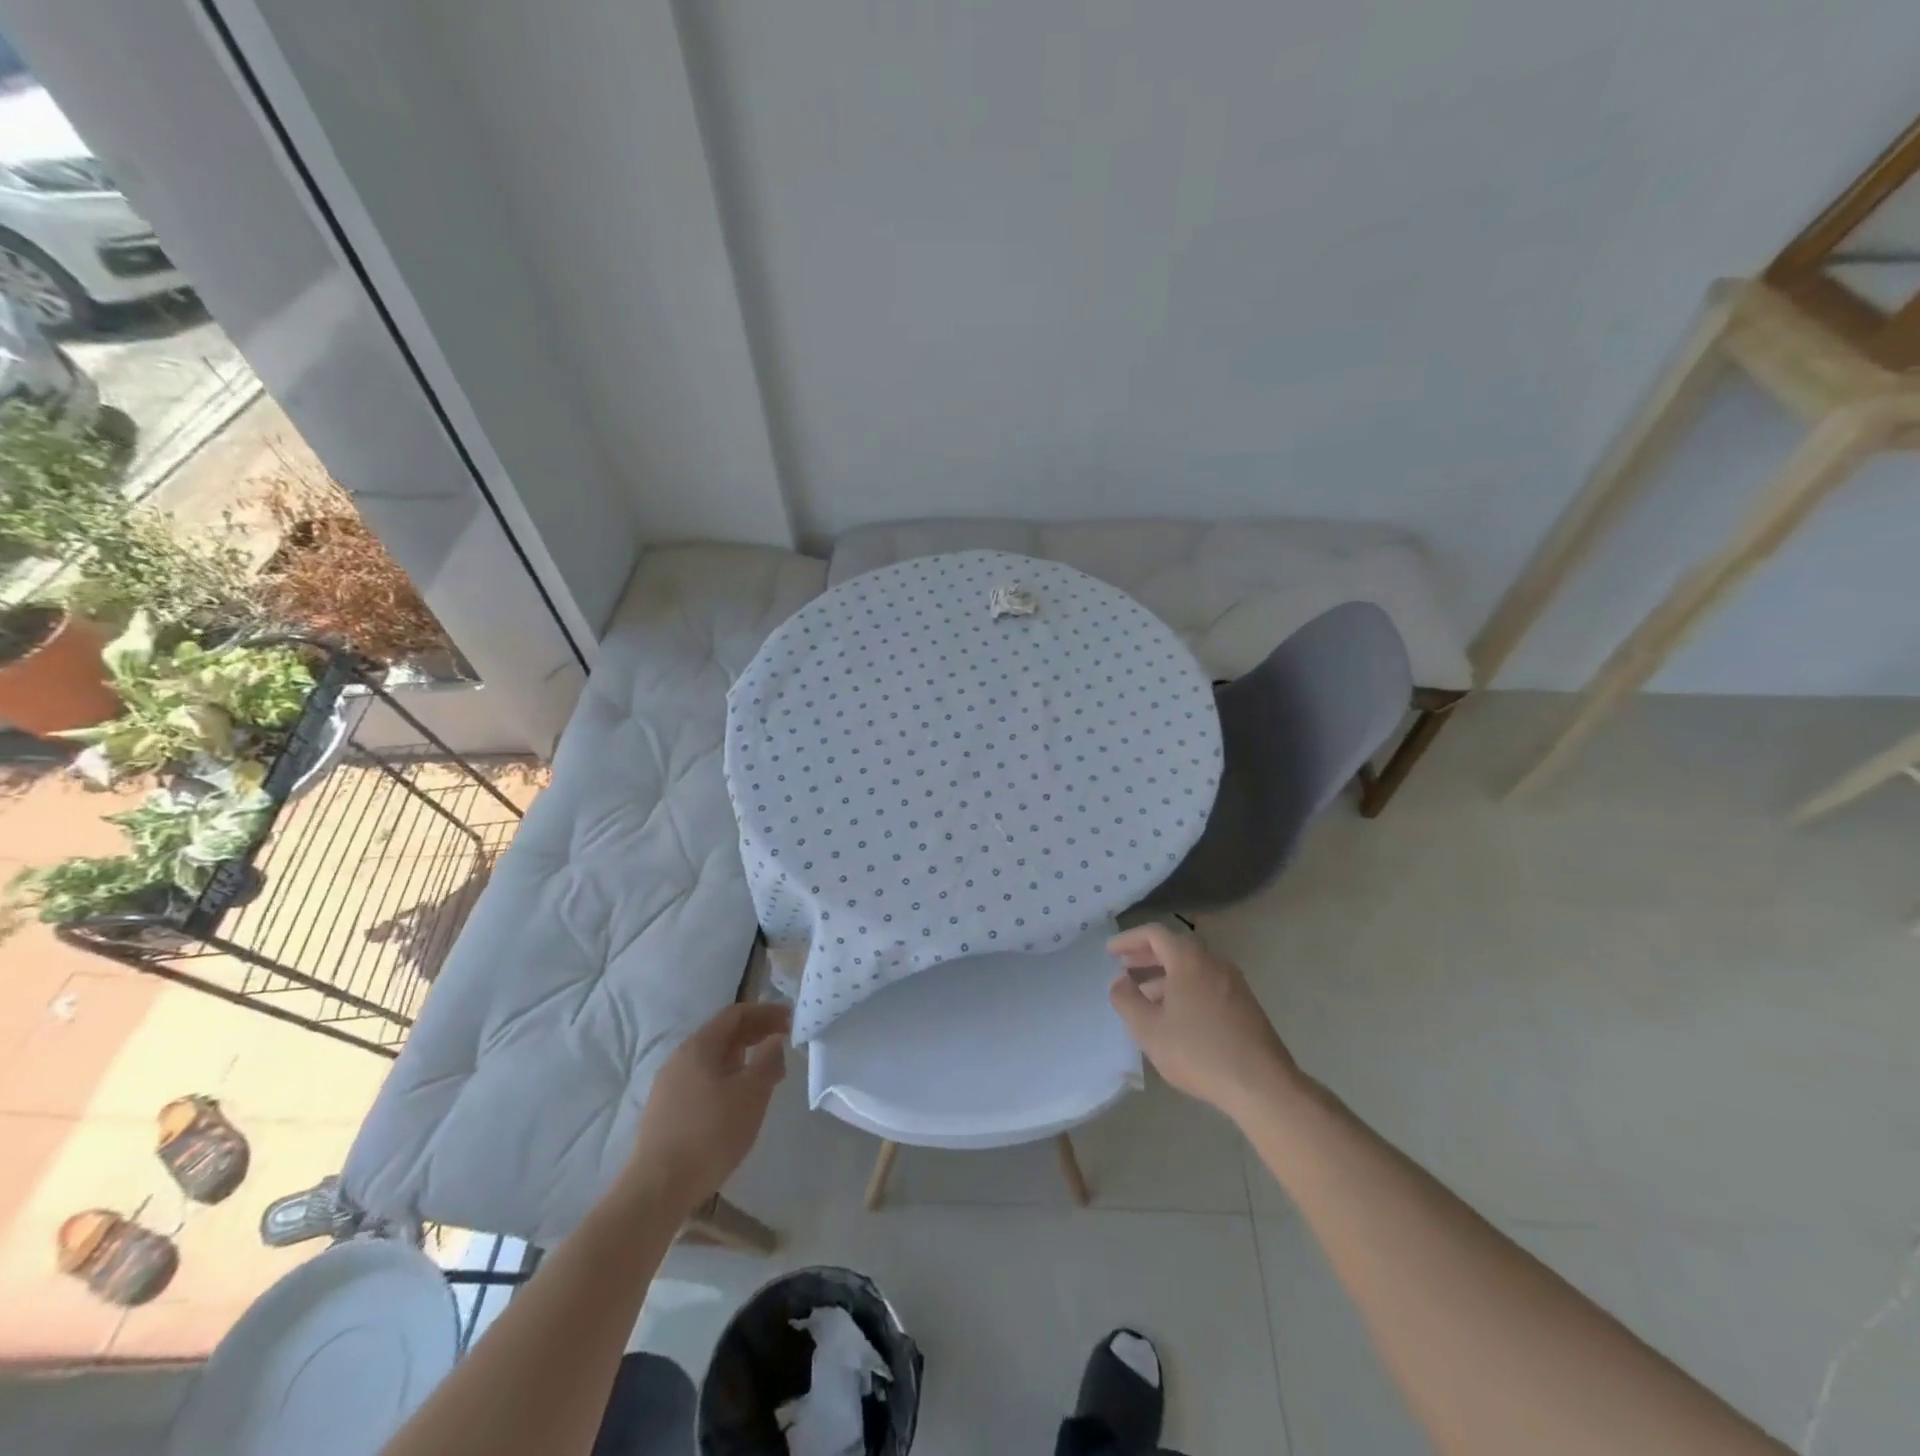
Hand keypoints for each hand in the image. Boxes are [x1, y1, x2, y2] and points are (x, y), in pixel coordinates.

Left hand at [623, 1002, 789, 1213]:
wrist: (657, 1189)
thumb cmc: (710, 1134)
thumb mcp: (751, 1095)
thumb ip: (768, 1061)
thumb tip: (774, 1040)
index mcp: (699, 1046)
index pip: (736, 1014)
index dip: (766, 1012)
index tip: (790, 1019)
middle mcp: (680, 1058)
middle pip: (723, 1034)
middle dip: (755, 1033)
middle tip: (783, 1040)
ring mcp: (669, 1085)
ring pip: (712, 1059)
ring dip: (742, 1056)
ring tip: (766, 1070)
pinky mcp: (666, 1111)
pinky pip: (703, 1080)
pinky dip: (727, 1077)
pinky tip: (738, 1098)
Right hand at [1108, 923, 1300, 1122]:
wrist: (1262, 1086)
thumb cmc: (1198, 1051)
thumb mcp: (1148, 1028)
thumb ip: (1126, 1000)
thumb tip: (1119, 981)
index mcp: (1189, 959)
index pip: (1154, 934)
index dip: (1128, 940)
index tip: (1110, 952)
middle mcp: (1213, 962)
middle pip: (1175, 949)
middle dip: (1146, 958)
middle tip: (1124, 969)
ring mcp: (1234, 984)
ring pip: (1192, 970)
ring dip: (1165, 977)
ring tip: (1145, 998)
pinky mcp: (1246, 1006)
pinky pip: (1207, 986)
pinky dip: (1185, 990)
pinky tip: (1175, 1018)